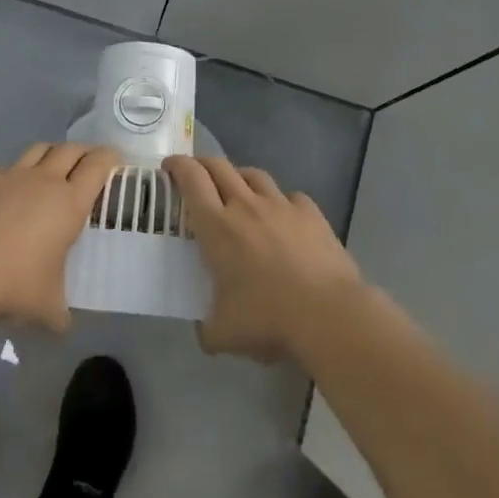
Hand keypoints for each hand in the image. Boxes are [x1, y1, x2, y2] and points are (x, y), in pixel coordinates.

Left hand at [0, 143, 119, 330]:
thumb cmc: (14, 285)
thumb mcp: (47, 308)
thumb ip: (59, 312)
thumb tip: (62, 325)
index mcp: (70, 204)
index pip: (98, 165)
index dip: (110, 158)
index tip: (115, 161)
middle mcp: (43, 181)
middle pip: (70, 150)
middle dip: (82, 153)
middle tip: (86, 165)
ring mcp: (8, 175)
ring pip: (36, 150)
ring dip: (47, 155)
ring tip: (48, 169)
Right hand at [164, 157, 362, 361]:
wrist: (328, 314)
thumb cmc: (267, 319)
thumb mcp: (224, 333)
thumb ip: (207, 328)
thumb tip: (205, 333)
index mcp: (217, 227)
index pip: (191, 180)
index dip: (178, 166)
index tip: (170, 166)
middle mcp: (246, 206)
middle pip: (220, 167)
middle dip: (203, 164)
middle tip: (196, 174)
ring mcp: (281, 206)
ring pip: (255, 175)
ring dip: (240, 177)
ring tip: (238, 190)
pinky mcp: (311, 214)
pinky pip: (290, 196)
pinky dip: (281, 201)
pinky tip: (282, 217)